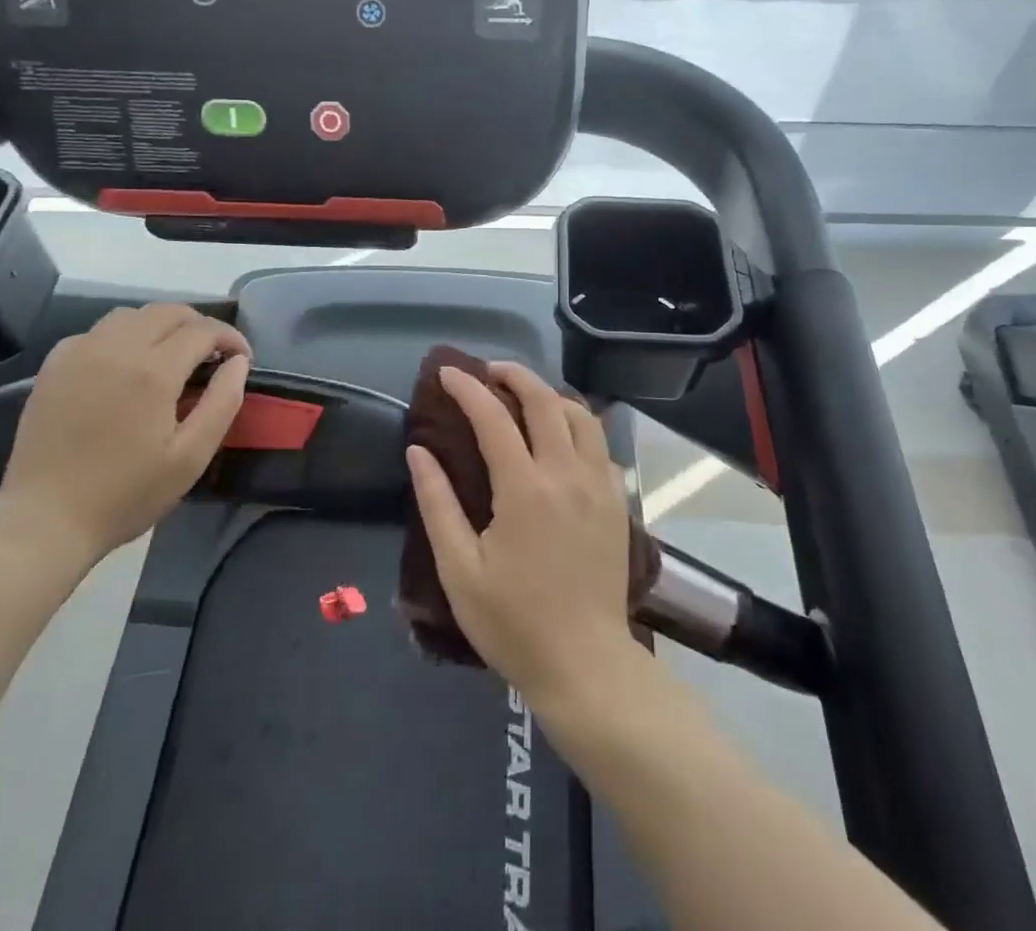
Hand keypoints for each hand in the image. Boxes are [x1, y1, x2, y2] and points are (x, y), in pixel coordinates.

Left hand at [0, 303, 250, 565]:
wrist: (45, 522)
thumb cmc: (125, 494)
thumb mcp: (191, 458)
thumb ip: (222, 403)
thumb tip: (239, 362)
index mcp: (153, 372)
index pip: (203, 330)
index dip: (230, 338)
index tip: (242, 358)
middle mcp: (116, 349)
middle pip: (168, 312)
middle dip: (199, 325)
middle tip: (212, 354)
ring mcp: (79, 354)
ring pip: (131, 315)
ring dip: (160, 325)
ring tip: (171, 354)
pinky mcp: (54, 367)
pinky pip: (96, 332)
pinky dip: (122, 336)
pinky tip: (125, 365)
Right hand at [406, 362, 639, 714]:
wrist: (584, 664)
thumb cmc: (513, 622)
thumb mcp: (459, 569)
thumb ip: (437, 503)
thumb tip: (419, 451)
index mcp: (524, 488)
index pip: (493, 417)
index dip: (467, 388)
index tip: (447, 373)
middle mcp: (566, 474)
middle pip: (544, 401)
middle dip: (514, 375)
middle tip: (488, 372)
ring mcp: (599, 485)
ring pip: (581, 415)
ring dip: (551, 395)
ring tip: (525, 396)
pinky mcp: (616, 501)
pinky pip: (600, 445)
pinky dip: (577, 426)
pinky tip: (561, 439)